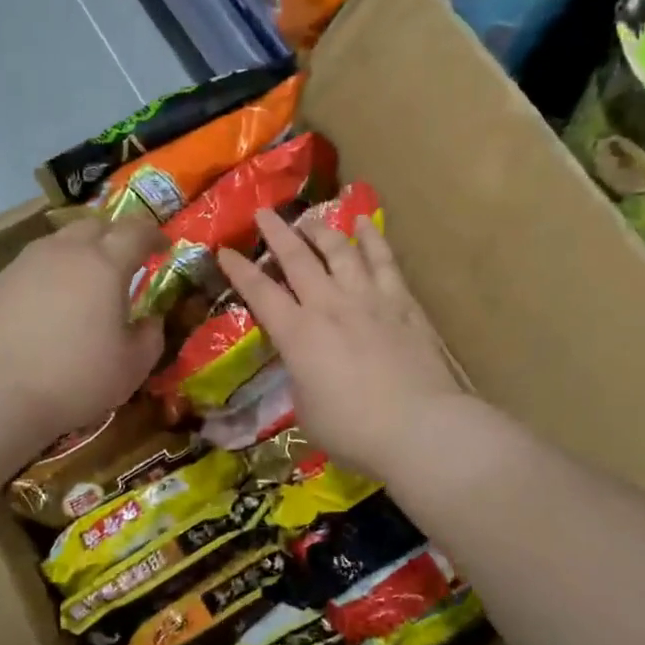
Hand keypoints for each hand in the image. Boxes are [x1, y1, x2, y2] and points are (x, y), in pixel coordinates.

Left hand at [0, 214, 166, 453]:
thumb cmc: (74, 379)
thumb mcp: (131, 368)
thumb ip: (150, 337)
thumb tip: (151, 320)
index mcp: (104, 264)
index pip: (136, 231)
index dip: (153, 235)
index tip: (163, 247)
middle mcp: (64, 252)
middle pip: (95, 225)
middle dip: (115, 236)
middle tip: (126, 260)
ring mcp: (25, 263)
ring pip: (60, 242)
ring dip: (80, 252)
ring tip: (87, 281)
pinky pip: (34, 265)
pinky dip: (51, 274)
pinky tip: (51, 304)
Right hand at [216, 209, 463, 478]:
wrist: (420, 427)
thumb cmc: (353, 431)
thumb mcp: (307, 411)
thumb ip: (301, 380)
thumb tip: (306, 367)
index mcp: (298, 334)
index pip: (260, 293)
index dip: (239, 271)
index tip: (224, 250)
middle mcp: (329, 306)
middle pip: (298, 259)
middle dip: (276, 233)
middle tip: (263, 213)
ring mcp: (368, 300)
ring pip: (340, 251)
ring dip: (321, 231)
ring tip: (309, 219)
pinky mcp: (402, 304)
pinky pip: (384, 262)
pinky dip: (371, 239)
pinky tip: (363, 224)